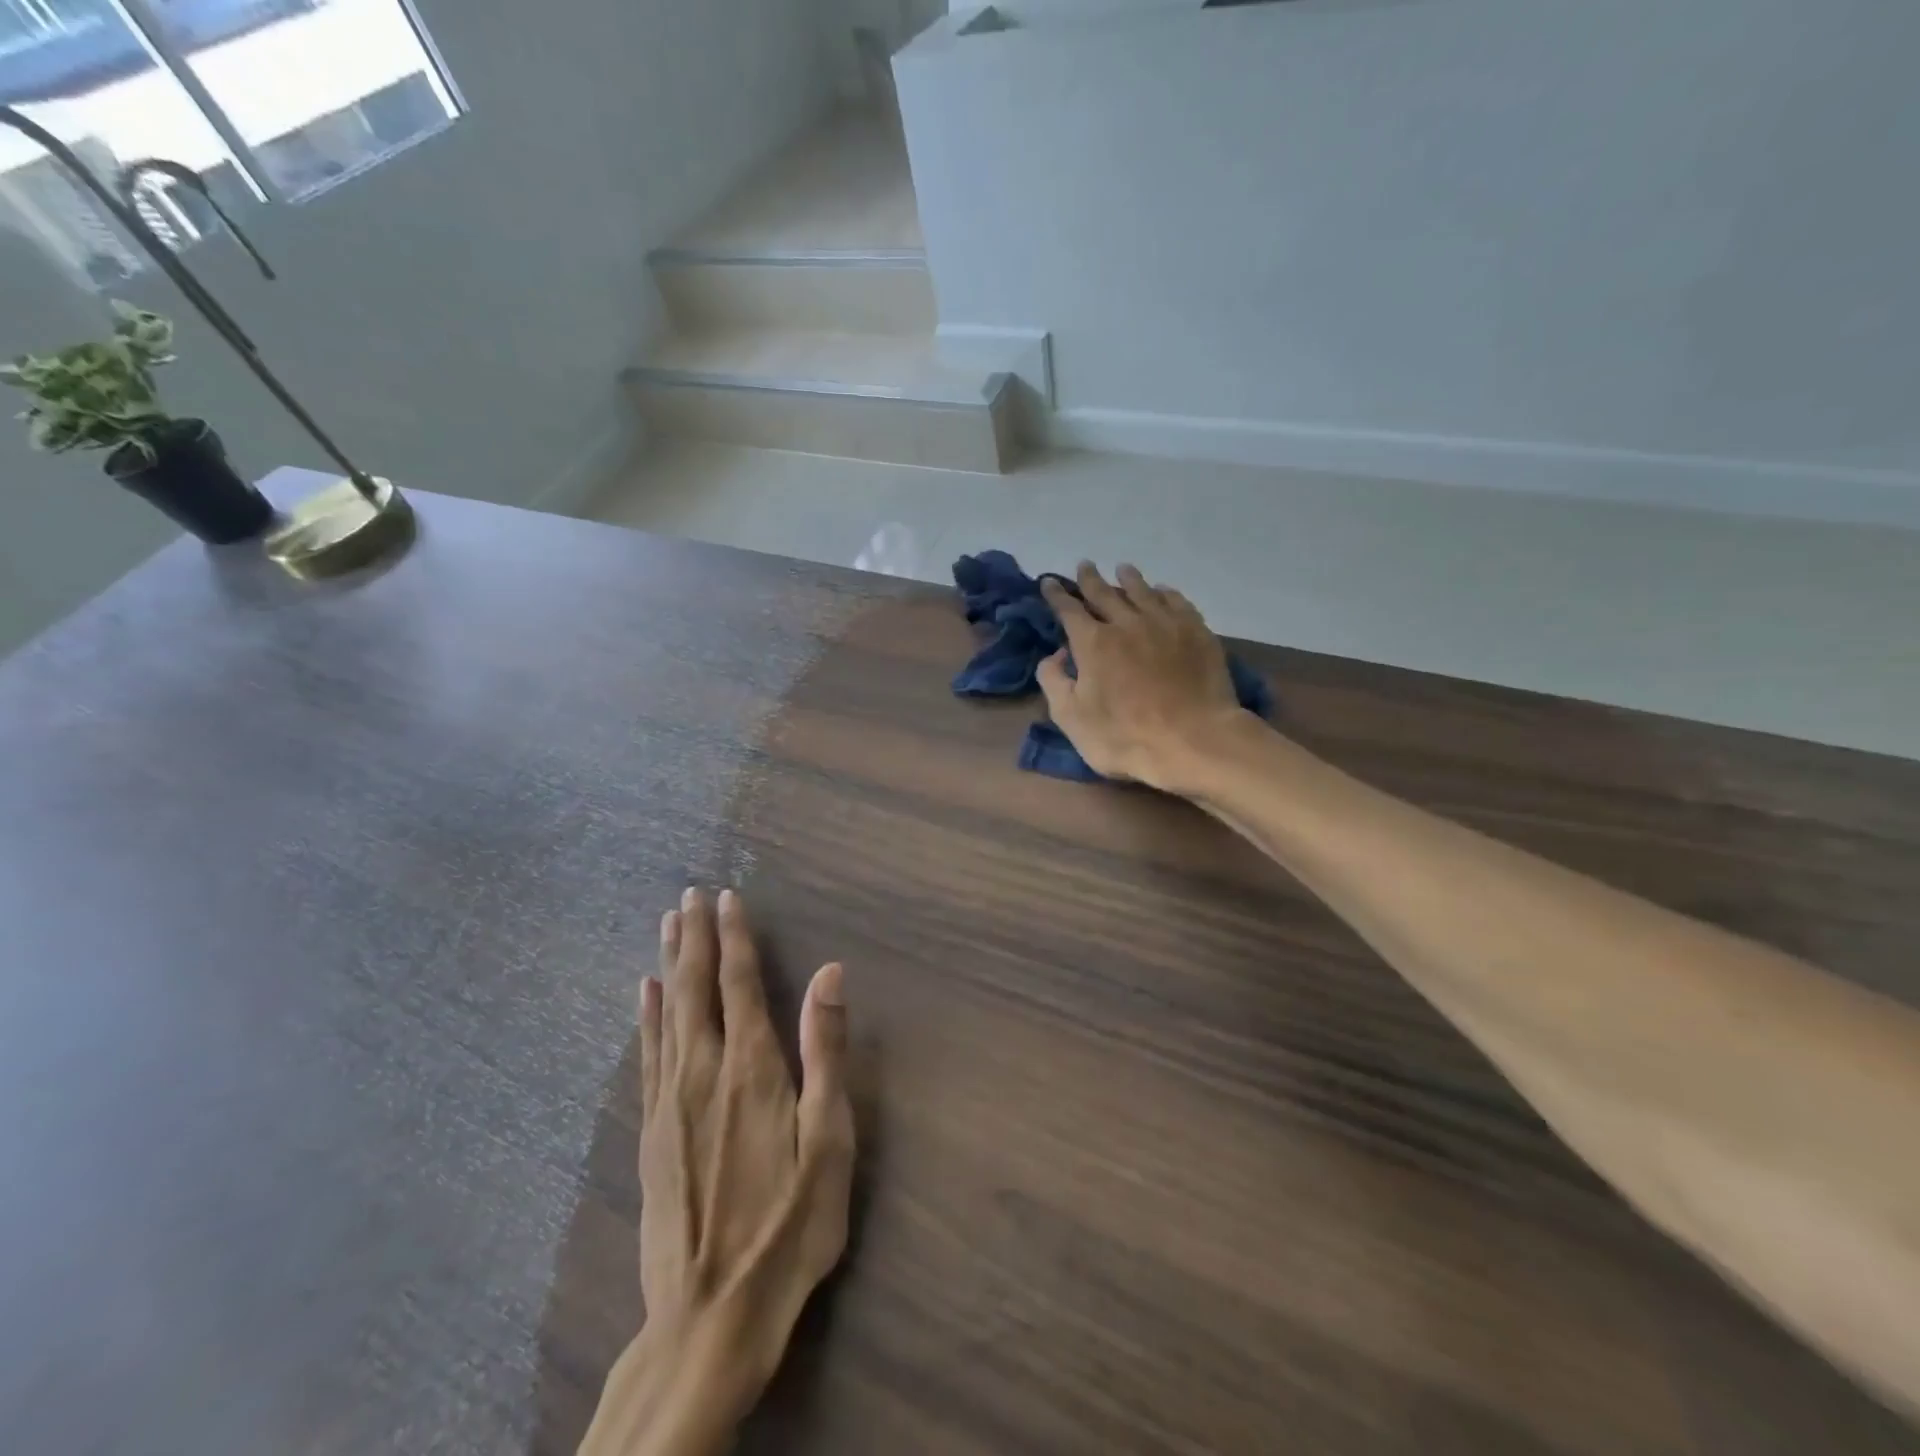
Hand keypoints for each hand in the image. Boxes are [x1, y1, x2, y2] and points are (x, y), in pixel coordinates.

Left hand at [581, 888, 853, 1455]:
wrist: (710, 1317)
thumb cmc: (788, 1225)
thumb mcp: (829, 1139)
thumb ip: (825, 1051)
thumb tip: (830, 973)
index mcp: (752, 1066)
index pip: (740, 982)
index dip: (734, 936)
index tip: (727, 897)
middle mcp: (704, 1069)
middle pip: (694, 986)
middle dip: (694, 936)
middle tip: (690, 894)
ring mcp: (669, 1100)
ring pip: (666, 1012)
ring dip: (667, 962)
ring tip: (667, 923)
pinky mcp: (650, 1131)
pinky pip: (647, 1052)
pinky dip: (644, 1014)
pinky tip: (641, 993)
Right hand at [1039, 562, 1249, 791]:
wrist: (1194, 741)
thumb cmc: (1125, 736)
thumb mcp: (1071, 718)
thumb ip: (1054, 682)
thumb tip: (1055, 654)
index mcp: (1093, 642)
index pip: (1068, 610)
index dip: (1056, 595)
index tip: (1048, 582)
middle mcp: (1127, 623)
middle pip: (1104, 593)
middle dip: (1090, 579)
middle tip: (1084, 566)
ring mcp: (1165, 624)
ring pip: (1142, 591)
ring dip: (1128, 579)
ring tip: (1122, 570)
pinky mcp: (1196, 632)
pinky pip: (1176, 601)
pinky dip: (1164, 592)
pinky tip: (1162, 591)